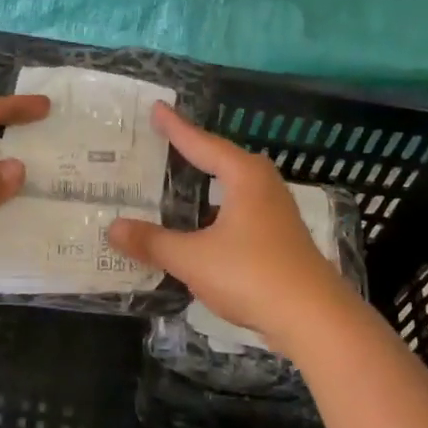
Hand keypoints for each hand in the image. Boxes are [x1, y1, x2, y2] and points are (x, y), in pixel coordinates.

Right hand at [107, 104, 360, 347]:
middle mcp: (263, 187)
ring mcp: (276, 213)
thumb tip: (112, 228)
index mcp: (244, 177)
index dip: (176, 128)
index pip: (202, 144)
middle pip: (223, 160)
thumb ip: (152, 242)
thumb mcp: (192, 258)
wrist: (314, 319)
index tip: (157, 108)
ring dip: (207, 184)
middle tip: (166, 141)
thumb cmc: (252, 275)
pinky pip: (239, 211)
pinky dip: (216, 211)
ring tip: (180, 180)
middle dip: (195, 150)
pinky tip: (202, 227)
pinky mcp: (280, 239)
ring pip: (234, 188)